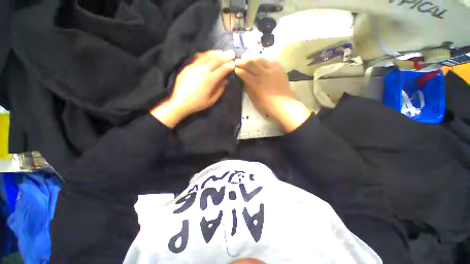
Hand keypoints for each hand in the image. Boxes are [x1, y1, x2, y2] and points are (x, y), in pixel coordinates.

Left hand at [151, 50, 235, 127]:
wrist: (179, 102)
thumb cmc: (197, 103)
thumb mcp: (212, 100)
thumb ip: (219, 89)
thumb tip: (225, 81)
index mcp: (210, 80)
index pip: (222, 69)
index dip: (229, 66)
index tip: (234, 63)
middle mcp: (203, 70)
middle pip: (216, 60)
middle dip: (225, 56)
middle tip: (232, 53)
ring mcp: (194, 66)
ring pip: (207, 56)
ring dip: (216, 53)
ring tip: (222, 51)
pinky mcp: (188, 66)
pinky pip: (198, 57)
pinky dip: (205, 54)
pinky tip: (209, 54)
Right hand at [235, 57, 310, 132]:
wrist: (285, 105)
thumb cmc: (268, 106)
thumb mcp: (255, 100)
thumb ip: (249, 90)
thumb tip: (244, 82)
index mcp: (257, 83)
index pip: (245, 74)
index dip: (239, 71)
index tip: (234, 69)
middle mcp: (264, 74)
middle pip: (251, 64)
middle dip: (243, 62)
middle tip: (237, 61)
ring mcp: (273, 70)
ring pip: (260, 60)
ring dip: (252, 58)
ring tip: (247, 58)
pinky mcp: (279, 69)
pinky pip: (270, 61)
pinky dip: (263, 60)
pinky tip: (261, 61)